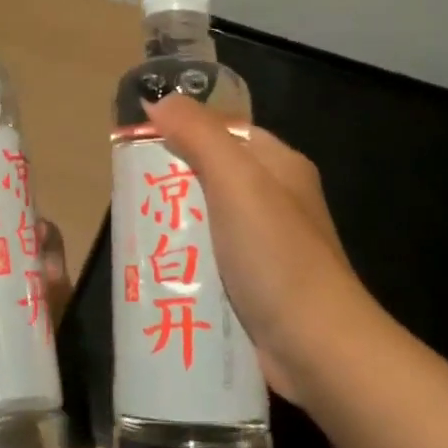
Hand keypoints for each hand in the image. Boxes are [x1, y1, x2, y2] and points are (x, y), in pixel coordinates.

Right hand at [146, 95, 372, 399]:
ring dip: (175, 228)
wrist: (318, 348)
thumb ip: (198, 134)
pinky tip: (157, 271)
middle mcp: (276, 200)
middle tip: (128, 194)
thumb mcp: (236, 181)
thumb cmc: (276, 254)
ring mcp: (267, 246)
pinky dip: (186, 263)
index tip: (138, 141)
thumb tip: (158, 98)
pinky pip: (211, 261)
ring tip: (134, 234)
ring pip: (207, 221)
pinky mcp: (256, 286)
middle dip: (171, 184)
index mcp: (279, 166)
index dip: (183, 129)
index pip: (225, 131)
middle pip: (212, 176)